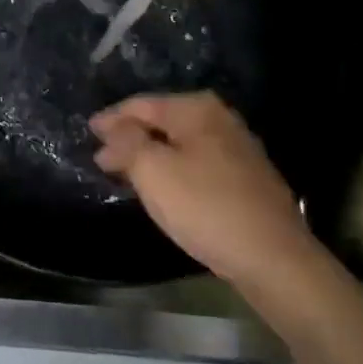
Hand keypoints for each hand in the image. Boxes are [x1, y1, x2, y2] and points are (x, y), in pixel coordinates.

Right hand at [91, 93, 321, 300]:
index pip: (141, 105)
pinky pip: (197, 162)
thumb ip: (127, 142)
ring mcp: (237, 147)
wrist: (274, 258)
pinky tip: (164, 185)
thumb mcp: (153, 171)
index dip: (111, 119)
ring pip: (180, 143)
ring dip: (151, 154)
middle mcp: (219, 118)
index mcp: (196, 108)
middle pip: (162, 121)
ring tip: (126, 171)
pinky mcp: (247, 177)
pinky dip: (174, 168)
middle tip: (102, 156)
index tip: (88, 132)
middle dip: (131, 137)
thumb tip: (112, 128)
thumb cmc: (206, 207)